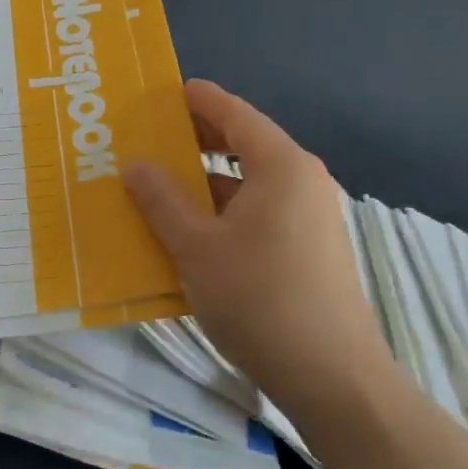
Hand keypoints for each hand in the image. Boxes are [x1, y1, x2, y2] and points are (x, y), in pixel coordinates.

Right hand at [123, 80, 390, 402]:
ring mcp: (309, 217)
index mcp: (281, 167)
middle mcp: (301, 181)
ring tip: (158, 185)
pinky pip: (258, 212)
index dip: (198, 99)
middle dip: (197, 139)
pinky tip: (189, 230)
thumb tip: (135, 164)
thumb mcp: (197, 248)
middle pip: (244, 144)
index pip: (235, 114)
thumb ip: (162, 201)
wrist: (333, 377)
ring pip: (249, 182)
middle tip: (149, 137)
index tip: (163, 91)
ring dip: (205, 181)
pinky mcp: (308, 249)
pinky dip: (223, 210)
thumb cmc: (260, 299)